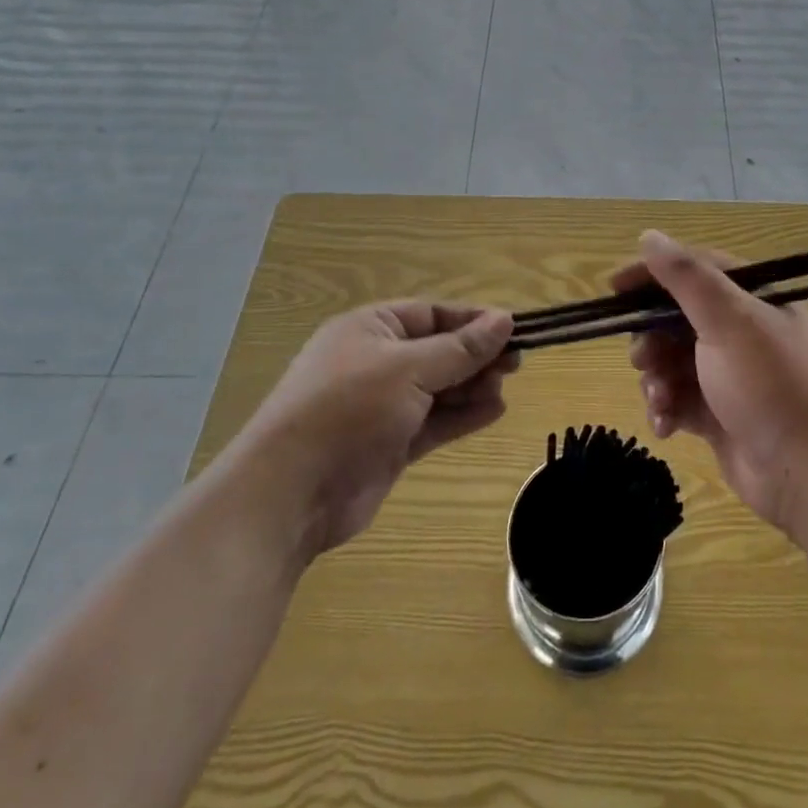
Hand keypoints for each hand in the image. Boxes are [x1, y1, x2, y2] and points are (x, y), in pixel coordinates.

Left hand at [232, 302, 517, 558]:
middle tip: (516, 364)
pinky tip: (494, 411)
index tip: (513, 329)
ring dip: (472, 386)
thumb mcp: (409, 368)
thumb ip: (460, 348)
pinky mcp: (389, 443)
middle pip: (438, 350)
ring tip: (505, 389)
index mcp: (370, 328)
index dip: (472, 320)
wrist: (291, 493)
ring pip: (438, 387)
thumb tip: (505, 320)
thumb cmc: (349, 409)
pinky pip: (434, 421)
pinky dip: (462, 416)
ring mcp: (381, 405)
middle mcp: (376, 362)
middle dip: (475, 356)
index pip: (432, 314)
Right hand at [620, 231, 807, 541]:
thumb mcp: (729, 321)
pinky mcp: (719, 413)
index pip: (695, 270)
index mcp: (754, 299)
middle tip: (641, 358)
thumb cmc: (770, 386)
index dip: (652, 275)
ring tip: (659, 398)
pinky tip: (666, 426)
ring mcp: (729, 374)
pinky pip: (678, 398)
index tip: (614, 288)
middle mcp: (742, 331)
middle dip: (651, 338)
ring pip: (671, 360)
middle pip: (676, 318)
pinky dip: (666, 408)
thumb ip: (687, 277)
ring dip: (656, 378)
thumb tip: (648, 236)